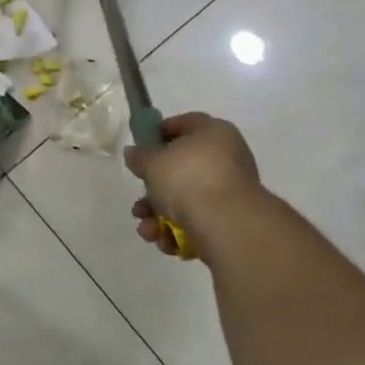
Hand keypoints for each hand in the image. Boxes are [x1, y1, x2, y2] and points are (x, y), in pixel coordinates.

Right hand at [123, 112, 264, 254]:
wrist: (225, 223)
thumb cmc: (187, 178)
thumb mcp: (152, 162)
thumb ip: (140, 156)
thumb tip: (134, 153)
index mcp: (214, 133)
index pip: (186, 124)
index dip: (160, 132)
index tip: (141, 147)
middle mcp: (227, 158)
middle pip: (181, 169)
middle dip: (153, 191)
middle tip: (139, 203)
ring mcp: (230, 191)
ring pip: (185, 200)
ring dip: (159, 216)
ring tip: (147, 230)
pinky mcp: (231, 220)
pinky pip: (198, 221)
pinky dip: (178, 232)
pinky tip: (164, 241)